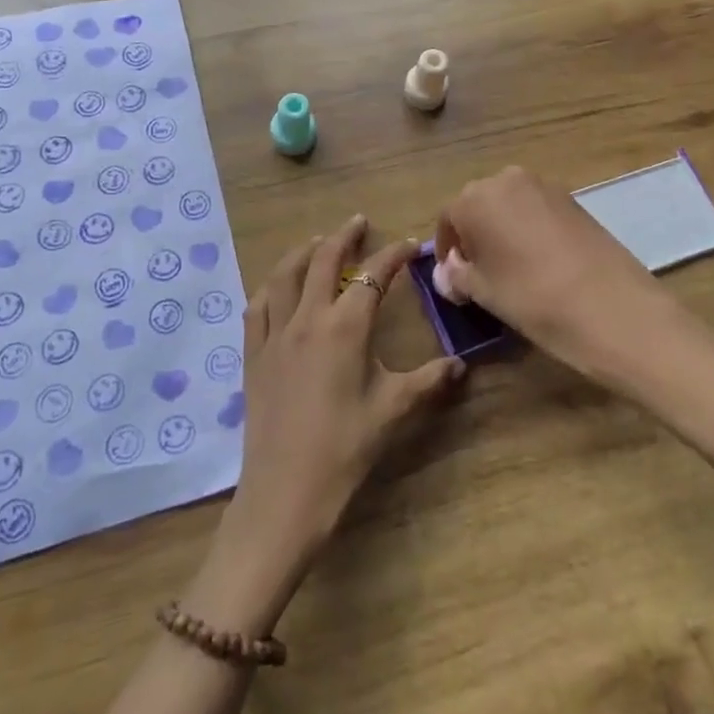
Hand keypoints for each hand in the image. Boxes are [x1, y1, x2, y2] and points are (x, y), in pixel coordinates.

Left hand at [220, 216, 465, 584]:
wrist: (285, 491)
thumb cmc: (345, 449)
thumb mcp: (392, 411)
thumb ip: (428, 381)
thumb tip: (461, 366)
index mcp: (344, 328)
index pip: (373, 276)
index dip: (393, 255)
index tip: (409, 244)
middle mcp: (307, 319)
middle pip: (322, 261)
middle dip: (343, 237)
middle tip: (358, 222)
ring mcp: (274, 334)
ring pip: (284, 276)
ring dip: (303, 252)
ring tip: (317, 242)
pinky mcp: (253, 354)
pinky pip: (257, 307)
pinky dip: (270, 286)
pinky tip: (277, 287)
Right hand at [434, 166, 675, 390]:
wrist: (612, 306)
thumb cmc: (532, 298)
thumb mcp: (484, 293)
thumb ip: (458, 276)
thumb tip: (447, 272)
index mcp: (474, 199)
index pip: (448, 219)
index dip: (448, 249)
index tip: (453, 278)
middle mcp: (505, 180)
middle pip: (478, 205)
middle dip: (474, 235)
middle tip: (479, 272)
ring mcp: (543, 186)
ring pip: (509, 206)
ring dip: (502, 230)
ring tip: (510, 268)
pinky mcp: (573, 199)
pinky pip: (536, 210)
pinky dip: (529, 229)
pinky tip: (539, 261)